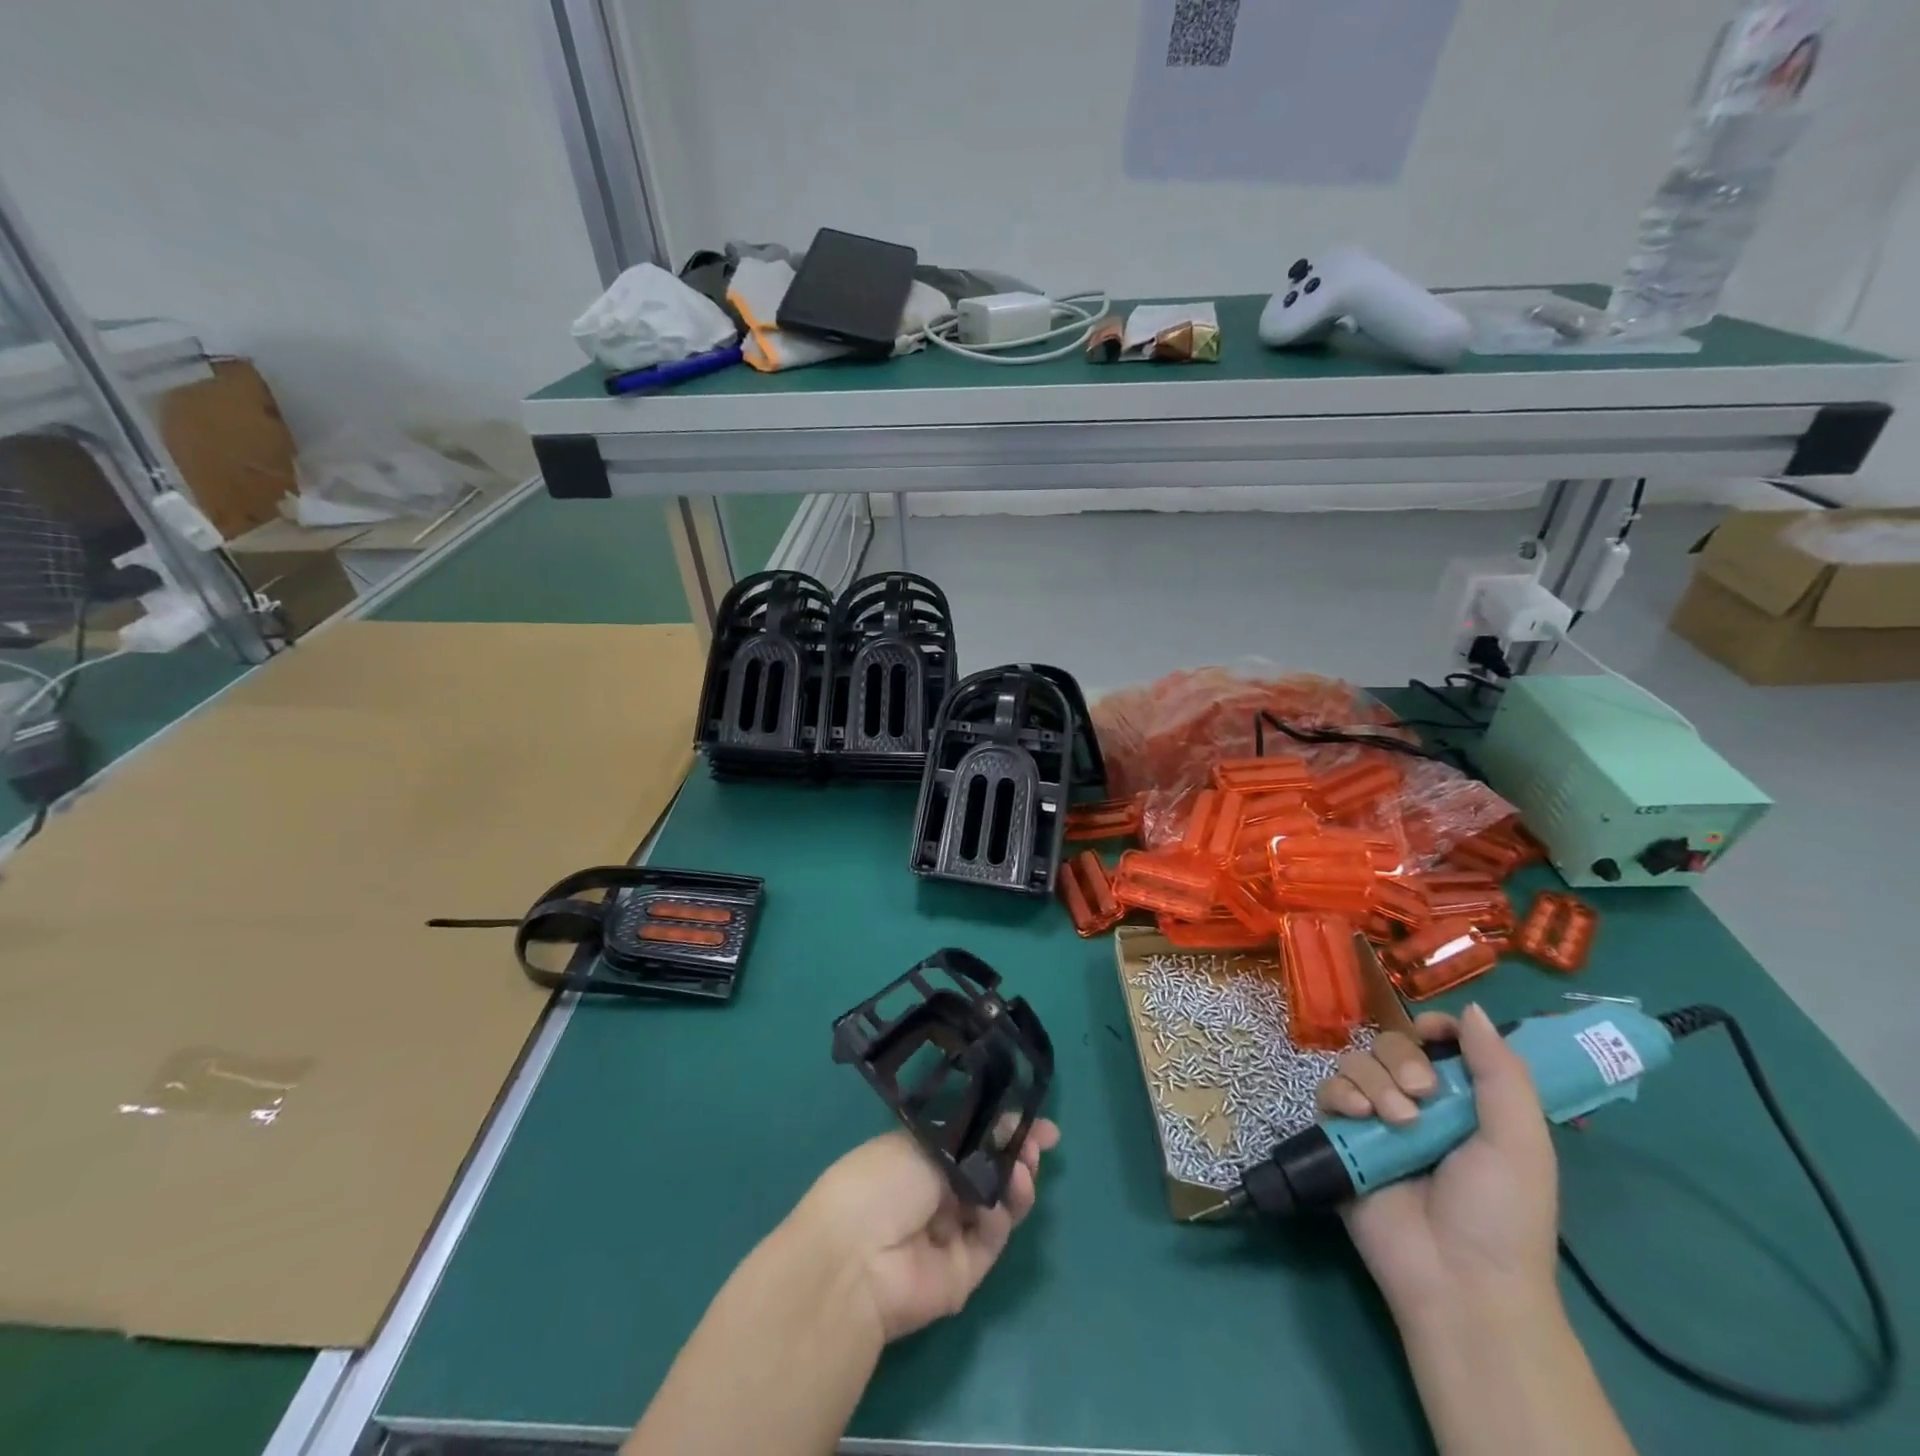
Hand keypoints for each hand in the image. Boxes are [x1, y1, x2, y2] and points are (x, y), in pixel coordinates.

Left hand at [793, 1119, 1059, 1342]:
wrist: (856, 1257)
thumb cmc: (880, 1180)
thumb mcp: (926, 1142)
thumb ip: (972, 1134)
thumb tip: (1008, 1121)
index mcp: (919, 1156)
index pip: (969, 1138)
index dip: (1002, 1127)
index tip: (1035, 1121)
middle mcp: (935, 1193)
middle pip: (988, 1170)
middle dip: (1016, 1152)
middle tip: (1040, 1139)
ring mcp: (950, 1233)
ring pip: (997, 1202)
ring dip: (1018, 1178)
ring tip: (1029, 1161)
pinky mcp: (964, 1270)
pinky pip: (993, 1234)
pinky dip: (1008, 1210)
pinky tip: (1017, 1186)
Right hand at [1319, 1005, 1558, 1322]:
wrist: (1456, 1277)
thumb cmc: (1501, 1212)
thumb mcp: (1521, 1142)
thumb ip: (1501, 1072)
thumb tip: (1474, 1009)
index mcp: (1463, 1102)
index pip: (1436, 1042)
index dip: (1432, 1029)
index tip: (1432, 1035)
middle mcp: (1416, 1103)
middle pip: (1389, 1044)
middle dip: (1401, 1061)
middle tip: (1421, 1096)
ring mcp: (1374, 1120)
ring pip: (1356, 1063)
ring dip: (1374, 1083)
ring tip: (1395, 1122)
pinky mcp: (1341, 1137)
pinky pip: (1327, 1091)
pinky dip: (1340, 1095)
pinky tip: (1358, 1118)